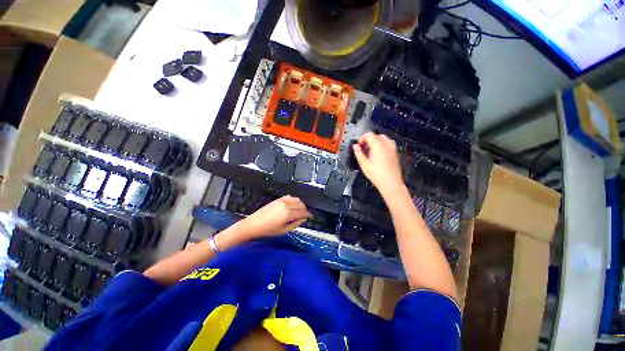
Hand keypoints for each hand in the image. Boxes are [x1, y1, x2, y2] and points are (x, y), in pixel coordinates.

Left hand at [235, 196, 311, 238]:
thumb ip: (296, 224)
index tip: (310, 216)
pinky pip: (290, 197)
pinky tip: (292, 206)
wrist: (253, 224)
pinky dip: (294, 200)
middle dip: (304, 209)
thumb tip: (304, 219)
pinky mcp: (278, 199)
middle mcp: (286, 205)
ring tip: (298, 210)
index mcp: (288, 214)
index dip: (308, 214)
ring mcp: (282, 200)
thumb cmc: (268, 230)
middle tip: (304, 215)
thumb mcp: (284, 230)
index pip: (303, 212)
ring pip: (296, 199)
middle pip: (301, 204)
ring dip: (300, 204)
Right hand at [352, 132, 403, 194]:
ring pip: (382, 139)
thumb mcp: (364, 164)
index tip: (358, 146)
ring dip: (375, 143)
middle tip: (363, 150)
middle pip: (376, 136)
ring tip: (370, 153)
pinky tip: (377, 156)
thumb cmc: (376, 175)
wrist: (391, 183)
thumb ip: (358, 153)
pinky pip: (387, 144)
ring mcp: (392, 148)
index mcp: (378, 145)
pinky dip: (381, 146)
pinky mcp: (395, 153)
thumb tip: (355, 146)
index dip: (362, 139)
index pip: (369, 135)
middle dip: (368, 141)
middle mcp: (386, 144)